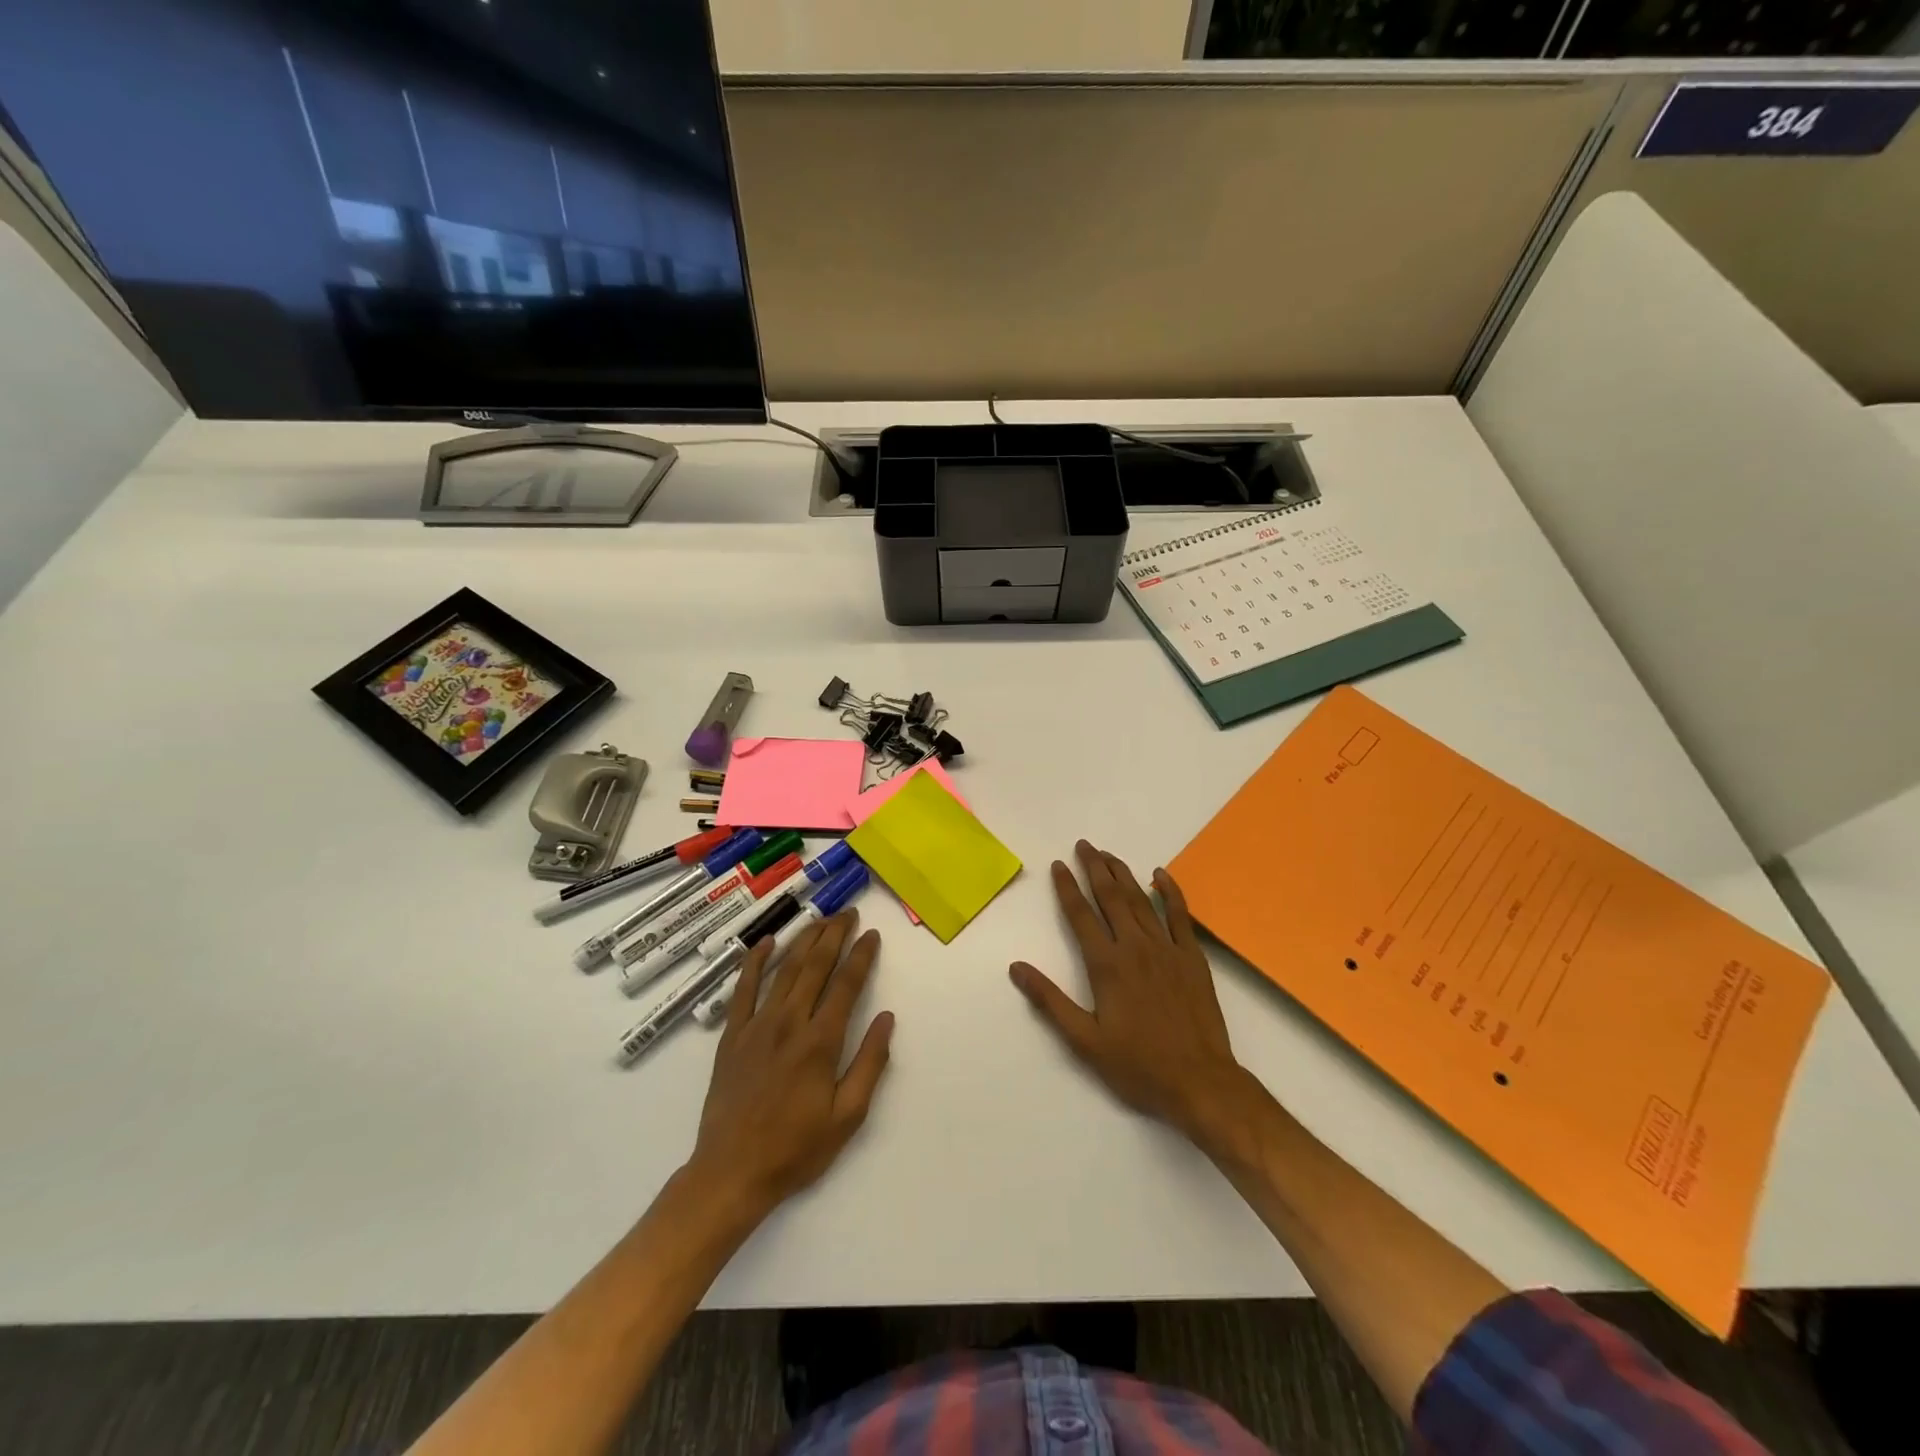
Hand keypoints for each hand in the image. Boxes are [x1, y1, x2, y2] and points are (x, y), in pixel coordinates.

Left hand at [687, 912, 893, 1219]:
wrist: (731, 1172)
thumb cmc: (796, 1149)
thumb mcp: (847, 1116)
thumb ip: (870, 1063)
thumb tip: (888, 1019)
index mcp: (820, 1041)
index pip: (846, 984)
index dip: (861, 956)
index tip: (873, 935)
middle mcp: (789, 1022)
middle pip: (815, 966)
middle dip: (835, 934)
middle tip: (849, 913)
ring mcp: (757, 1025)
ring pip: (784, 969)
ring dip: (804, 939)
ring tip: (821, 919)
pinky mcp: (732, 1035)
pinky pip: (743, 989)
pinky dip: (754, 962)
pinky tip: (765, 942)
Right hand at [1010, 842, 1256, 1156]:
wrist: (1200, 1082)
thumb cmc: (1138, 1066)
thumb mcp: (1084, 1041)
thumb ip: (1050, 1001)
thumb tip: (1016, 967)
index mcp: (1107, 965)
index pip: (1080, 915)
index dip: (1067, 888)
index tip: (1058, 865)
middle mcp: (1135, 947)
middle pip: (1111, 897)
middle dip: (1094, 868)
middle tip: (1083, 845)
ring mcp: (1167, 949)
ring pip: (1141, 900)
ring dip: (1123, 874)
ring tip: (1108, 854)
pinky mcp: (1192, 957)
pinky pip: (1180, 915)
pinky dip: (1170, 891)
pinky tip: (1160, 875)